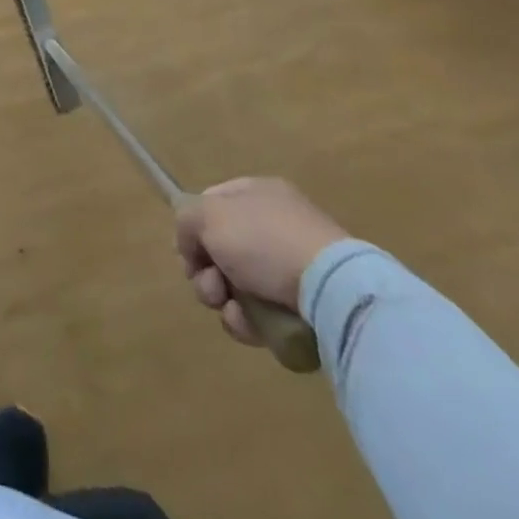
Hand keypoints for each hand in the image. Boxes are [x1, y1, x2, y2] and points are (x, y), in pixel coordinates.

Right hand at [175, 177, 347, 346]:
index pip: (210, 204)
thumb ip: (186, 221)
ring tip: (231, 309)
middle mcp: (275, 224)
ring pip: (238, 285)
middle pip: (221, 249)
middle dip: (206, 272)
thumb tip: (190, 246)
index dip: (192, 229)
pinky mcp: (306, 305)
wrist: (332, 291)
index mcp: (256, 193)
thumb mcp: (208, 216)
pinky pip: (263, 311)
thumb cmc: (264, 241)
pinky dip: (250, 321)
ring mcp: (293, 265)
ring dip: (224, 300)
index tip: (188, 253)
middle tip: (211, 286)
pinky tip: (250, 325)